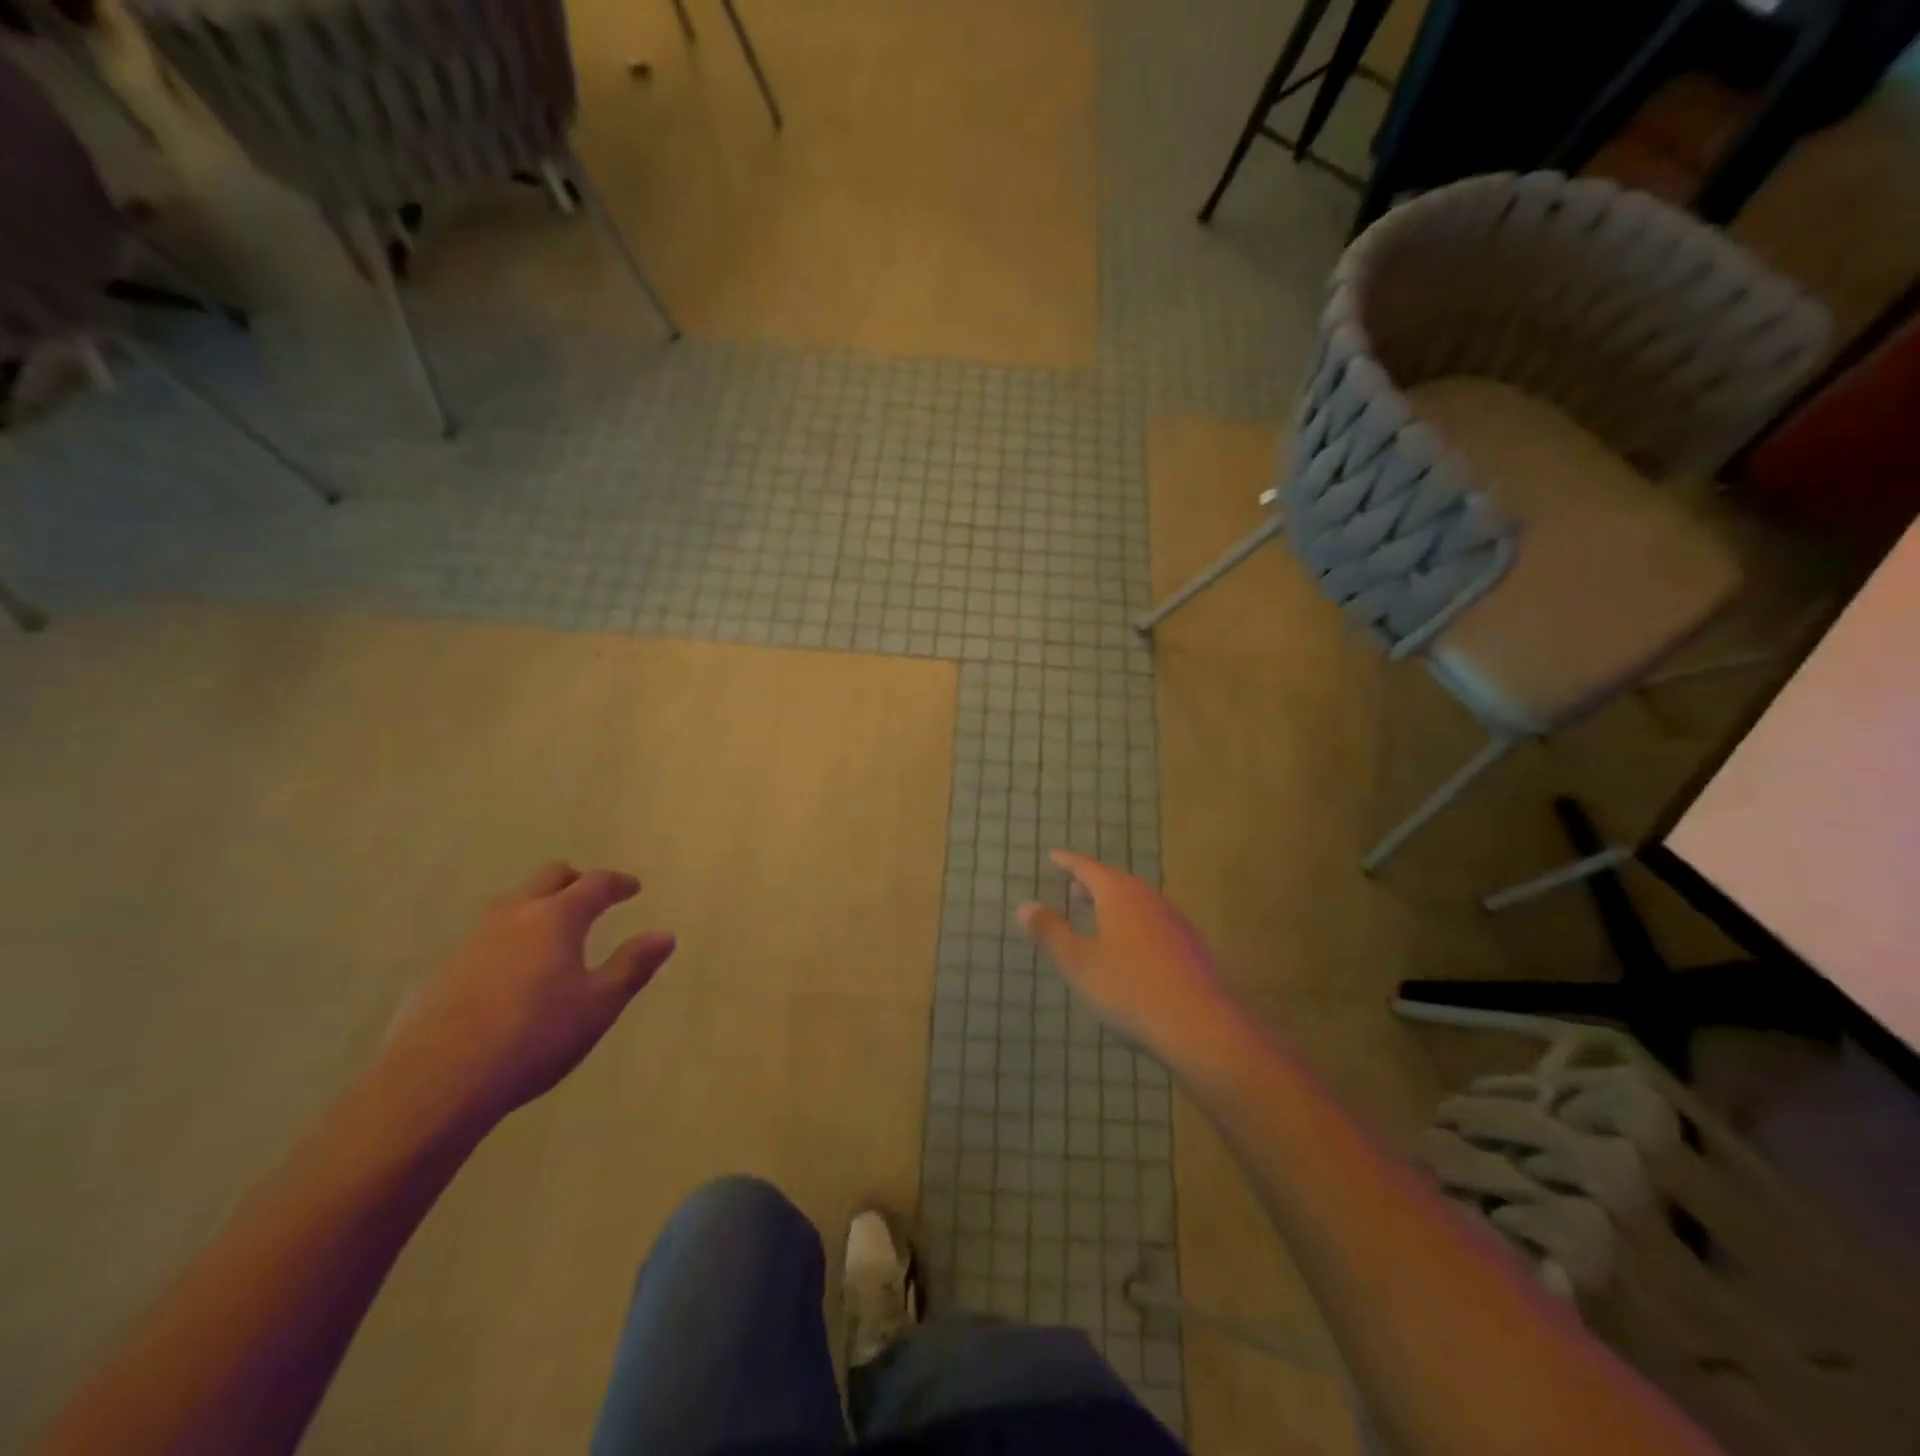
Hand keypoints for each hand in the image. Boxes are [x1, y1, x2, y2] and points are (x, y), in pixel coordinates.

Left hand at [379, 863, 676, 1129]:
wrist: (436, 1083)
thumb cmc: (534, 1037)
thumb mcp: (599, 1005)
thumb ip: (633, 966)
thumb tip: (665, 935)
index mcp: (556, 918)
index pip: (594, 884)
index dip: (617, 883)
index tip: (633, 888)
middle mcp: (514, 916)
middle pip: (548, 878)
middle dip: (575, 881)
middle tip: (592, 896)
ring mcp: (473, 940)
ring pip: (512, 903)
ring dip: (537, 905)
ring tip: (552, 929)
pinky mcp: (445, 970)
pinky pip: (486, 935)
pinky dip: (510, 936)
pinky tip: (512, 968)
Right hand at [1017, 851, 1235, 1056]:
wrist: (1198, 1024)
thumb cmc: (1128, 988)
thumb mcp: (1078, 962)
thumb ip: (1051, 932)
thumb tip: (1024, 906)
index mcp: (1119, 894)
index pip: (1088, 867)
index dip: (1069, 862)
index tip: (1053, 856)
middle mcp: (1148, 899)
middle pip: (1116, 882)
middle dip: (1092, 883)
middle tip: (1073, 887)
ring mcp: (1173, 921)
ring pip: (1137, 902)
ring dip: (1115, 904)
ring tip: (1098, 915)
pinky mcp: (1189, 946)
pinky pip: (1153, 922)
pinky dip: (1134, 924)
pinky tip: (1130, 947)